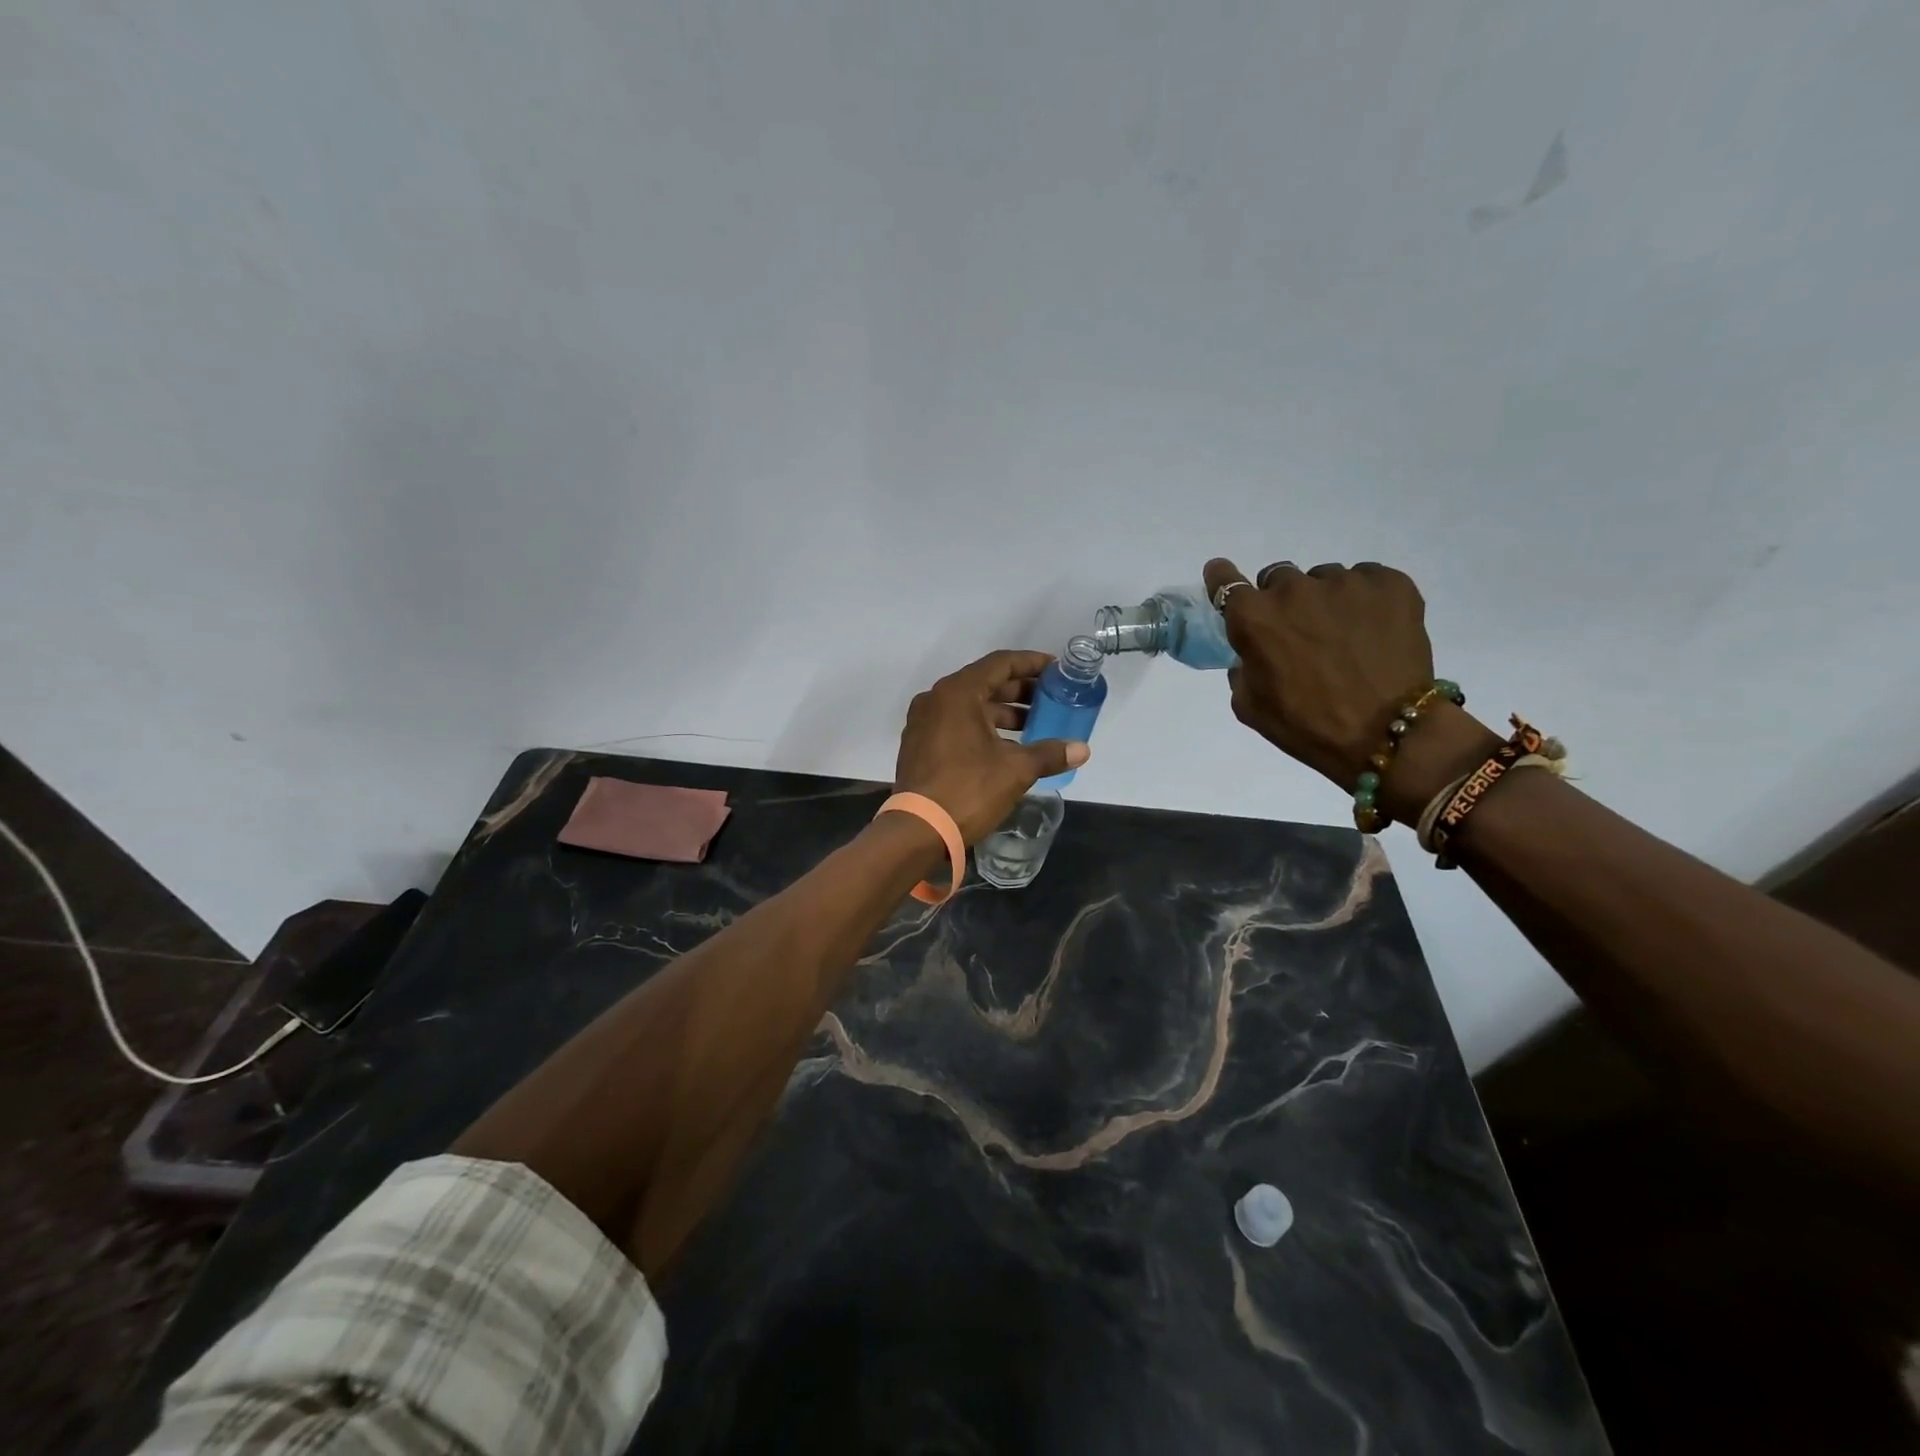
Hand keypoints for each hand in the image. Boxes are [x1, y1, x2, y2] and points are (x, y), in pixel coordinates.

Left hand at [894, 650, 1090, 842]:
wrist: (918, 830)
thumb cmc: (968, 789)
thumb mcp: (1016, 770)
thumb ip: (1049, 754)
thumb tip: (1082, 749)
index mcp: (957, 693)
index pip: (1000, 663)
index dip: (1031, 664)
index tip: (1056, 670)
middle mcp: (936, 700)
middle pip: (985, 683)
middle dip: (1020, 691)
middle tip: (1051, 699)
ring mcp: (923, 723)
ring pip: (970, 706)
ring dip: (1003, 713)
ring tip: (1035, 725)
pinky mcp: (920, 746)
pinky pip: (956, 724)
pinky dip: (983, 728)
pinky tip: (1007, 746)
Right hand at [1202, 558, 1489, 819]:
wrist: (1387, 734)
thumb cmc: (1306, 725)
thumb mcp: (1250, 706)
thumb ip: (1242, 668)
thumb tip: (1254, 653)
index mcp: (1254, 618)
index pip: (1225, 581)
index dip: (1222, 578)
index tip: (1224, 577)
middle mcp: (1294, 589)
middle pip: (1278, 578)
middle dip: (1282, 601)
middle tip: (1299, 633)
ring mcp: (1345, 582)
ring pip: (1325, 580)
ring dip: (1326, 601)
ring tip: (1345, 637)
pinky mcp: (1390, 583)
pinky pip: (1368, 579)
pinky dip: (1365, 599)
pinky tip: (1373, 630)